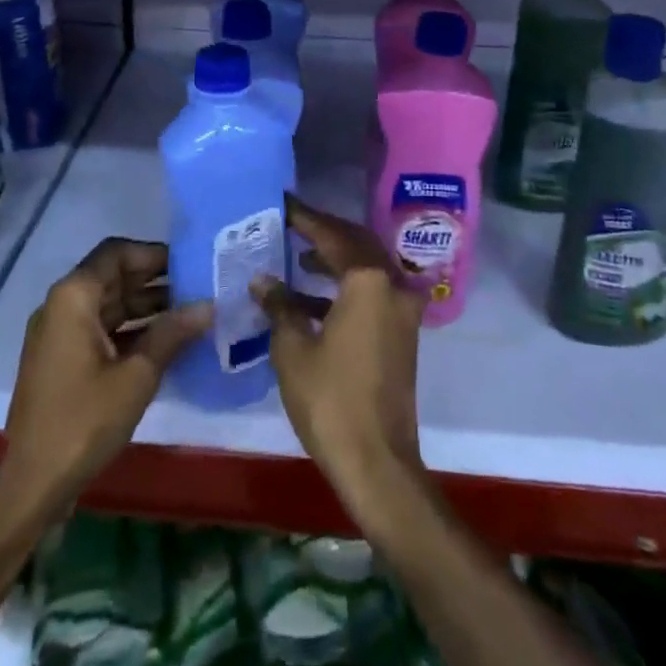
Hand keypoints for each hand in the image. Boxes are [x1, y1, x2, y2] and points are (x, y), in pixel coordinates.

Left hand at [0, 238, 210, 515]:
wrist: (32, 485)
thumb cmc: (84, 420)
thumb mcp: (137, 376)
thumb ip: (172, 333)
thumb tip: (208, 305)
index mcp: (74, 296)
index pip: (117, 253)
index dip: (154, 254)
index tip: (189, 264)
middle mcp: (62, 305)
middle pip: (113, 276)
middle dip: (154, 280)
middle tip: (198, 287)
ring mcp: (59, 334)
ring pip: (108, 304)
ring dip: (145, 306)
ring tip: (189, 314)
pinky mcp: (61, 360)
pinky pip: (100, 329)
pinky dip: (130, 330)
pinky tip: (164, 343)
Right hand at [254, 200, 428, 517]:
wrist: (377, 463)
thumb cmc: (331, 400)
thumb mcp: (293, 349)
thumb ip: (280, 306)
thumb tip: (262, 280)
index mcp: (368, 280)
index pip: (332, 234)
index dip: (305, 217)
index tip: (282, 202)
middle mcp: (392, 284)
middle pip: (356, 243)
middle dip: (323, 232)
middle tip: (292, 223)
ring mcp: (402, 309)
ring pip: (366, 267)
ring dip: (335, 259)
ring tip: (298, 254)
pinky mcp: (401, 332)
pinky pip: (372, 291)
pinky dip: (345, 286)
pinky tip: (312, 297)